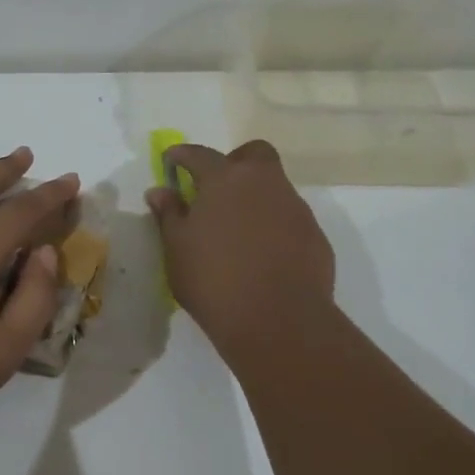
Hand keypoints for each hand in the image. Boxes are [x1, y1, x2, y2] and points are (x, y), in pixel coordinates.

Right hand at [145, 140, 337, 361]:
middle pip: (253, 154)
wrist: (277, 319)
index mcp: (225, 180)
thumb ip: (169, 214)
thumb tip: (160, 191)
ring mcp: (294, 207)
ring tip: (235, 230)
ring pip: (274, 186)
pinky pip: (288, 217)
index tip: (171, 160)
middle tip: (215, 190)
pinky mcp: (314, 234)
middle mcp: (264, 183)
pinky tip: (260, 254)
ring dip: (254, 197)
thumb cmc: (213, 279)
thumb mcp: (177, 248)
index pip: (199, 154)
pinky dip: (272, 225)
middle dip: (233, 162)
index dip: (182, 155)